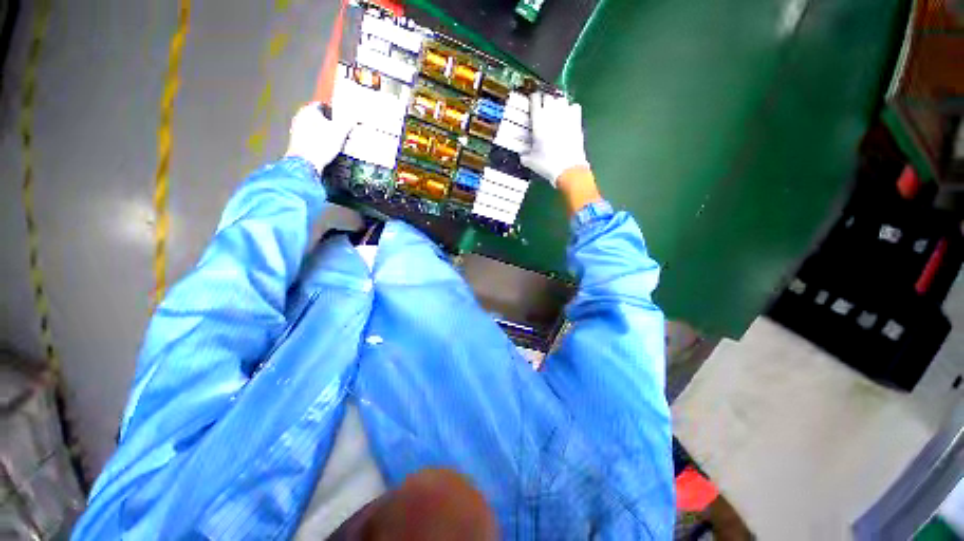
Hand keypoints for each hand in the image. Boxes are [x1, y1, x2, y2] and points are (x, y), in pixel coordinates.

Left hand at [284, 102, 354, 174]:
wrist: (306, 163)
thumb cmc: (322, 144)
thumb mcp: (340, 132)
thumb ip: (349, 122)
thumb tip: (358, 117)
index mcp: (309, 109)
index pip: (324, 106)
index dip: (336, 113)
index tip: (344, 122)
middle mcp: (300, 116)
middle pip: (319, 117)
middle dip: (330, 124)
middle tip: (342, 133)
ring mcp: (296, 129)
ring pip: (315, 128)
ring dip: (324, 134)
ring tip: (336, 144)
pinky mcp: (296, 142)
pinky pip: (311, 138)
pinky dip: (319, 142)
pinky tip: (326, 150)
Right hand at [521, 92, 589, 186]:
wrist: (568, 169)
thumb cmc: (547, 164)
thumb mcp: (531, 162)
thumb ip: (525, 156)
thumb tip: (522, 156)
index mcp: (538, 122)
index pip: (535, 100)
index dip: (533, 100)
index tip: (532, 103)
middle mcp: (552, 115)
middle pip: (548, 97)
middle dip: (545, 102)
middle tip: (543, 110)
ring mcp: (566, 116)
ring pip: (561, 100)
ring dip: (557, 104)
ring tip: (555, 112)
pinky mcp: (577, 121)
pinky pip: (574, 107)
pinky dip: (570, 109)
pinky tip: (568, 117)